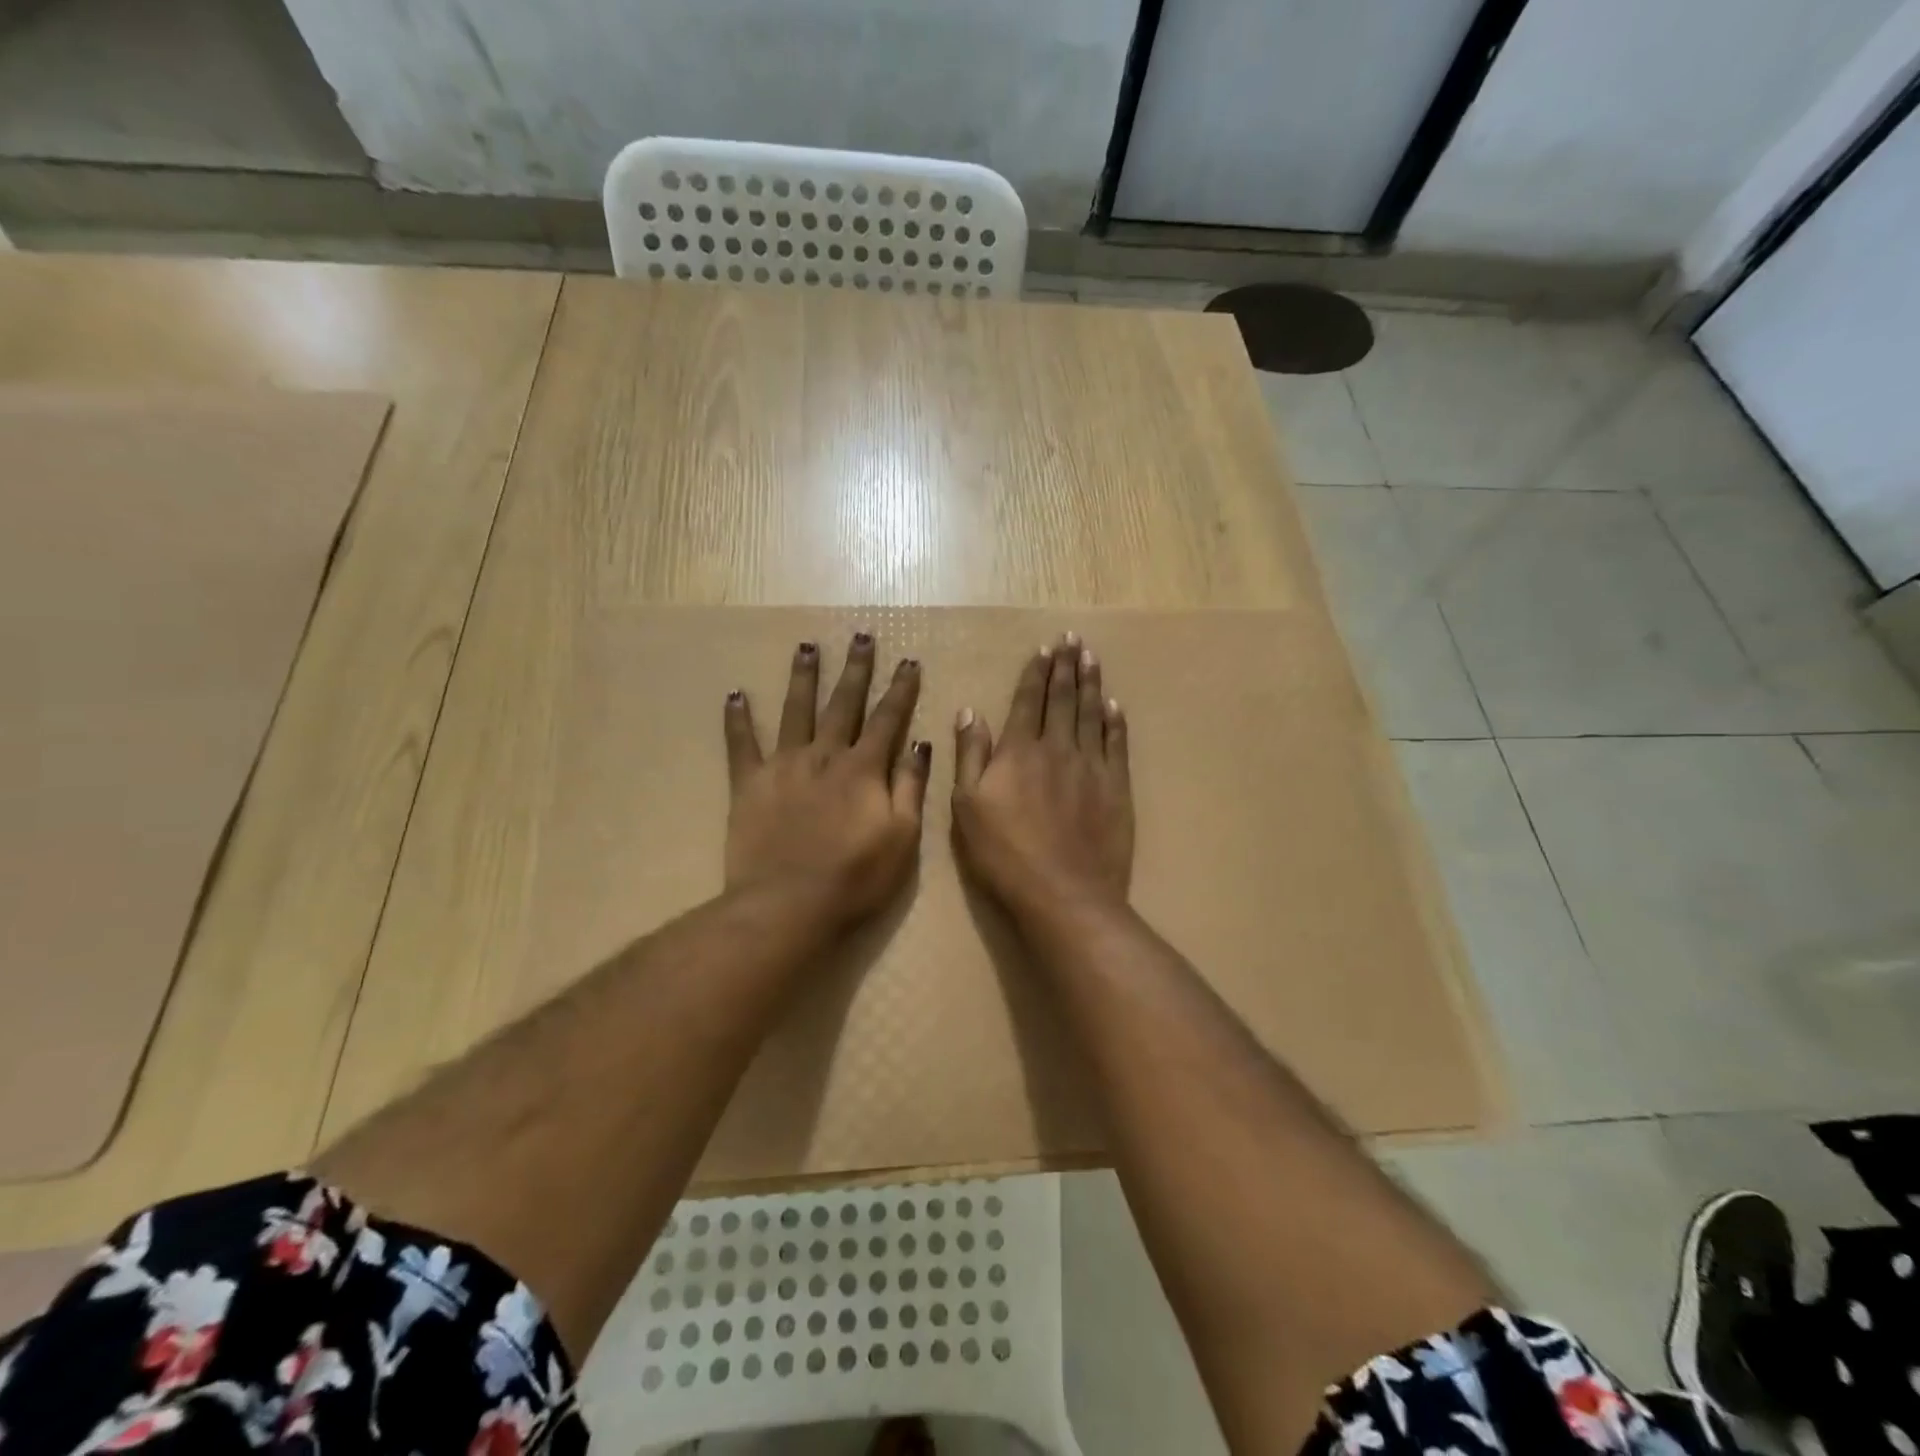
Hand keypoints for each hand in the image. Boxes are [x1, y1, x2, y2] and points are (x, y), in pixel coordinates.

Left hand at [723, 632, 930, 928]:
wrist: (788, 905)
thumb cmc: (855, 877)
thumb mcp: (902, 837)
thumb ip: (911, 787)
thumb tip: (921, 744)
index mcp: (863, 768)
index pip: (887, 719)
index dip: (900, 689)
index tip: (909, 661)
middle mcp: (824, 755)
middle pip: (842, 703)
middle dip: (855, 669)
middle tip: (861, 636)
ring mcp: (784, 766)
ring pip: (795, 711)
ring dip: (803, 677)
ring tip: (806, 647)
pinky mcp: (749, 784)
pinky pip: (741, 745)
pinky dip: (738, 719)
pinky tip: (735, 694)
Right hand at [952, 631, 1132, 925]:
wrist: (1064, 893)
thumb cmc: (1004, 854)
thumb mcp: (967, 807)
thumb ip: (970, 755)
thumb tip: (971, 711)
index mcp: (1019, 751)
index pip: (1028, 701)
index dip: (1036, 673)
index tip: (1044, 649)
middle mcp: (1057, 748)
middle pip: (1063, 699)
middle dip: (1066, 666)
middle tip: (1072, 639)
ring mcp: (1091, 766)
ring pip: (1091, 713)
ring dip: (1091, 683)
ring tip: (1091, 658)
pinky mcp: (1116, 787)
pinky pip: (1116, 743)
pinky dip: (1114, 721)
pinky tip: (1113, 705)